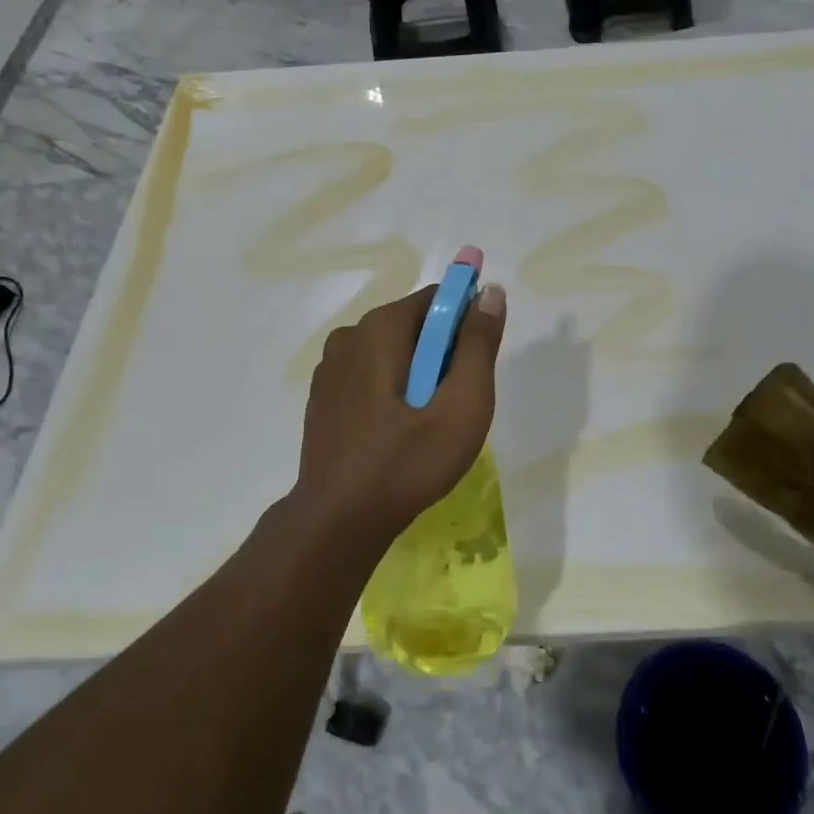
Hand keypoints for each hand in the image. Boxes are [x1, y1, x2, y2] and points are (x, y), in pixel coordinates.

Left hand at [293, 282, 506, 540]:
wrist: (338, 522)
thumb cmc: (407, 462)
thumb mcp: (461, 405)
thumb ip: (478, 344)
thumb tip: (490, 291)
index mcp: (380, 328)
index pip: (437, 299)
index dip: (466, 324)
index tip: (476, 366)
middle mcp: (349, 335)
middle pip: (414, 325)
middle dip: (442, 354)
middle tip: (455, 404)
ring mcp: (330, 367)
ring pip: (391, 352)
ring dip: (417, 374)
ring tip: (428, 423)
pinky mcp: (322, 396)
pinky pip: (370, 375)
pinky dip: (391, 390)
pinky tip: (397, 432)